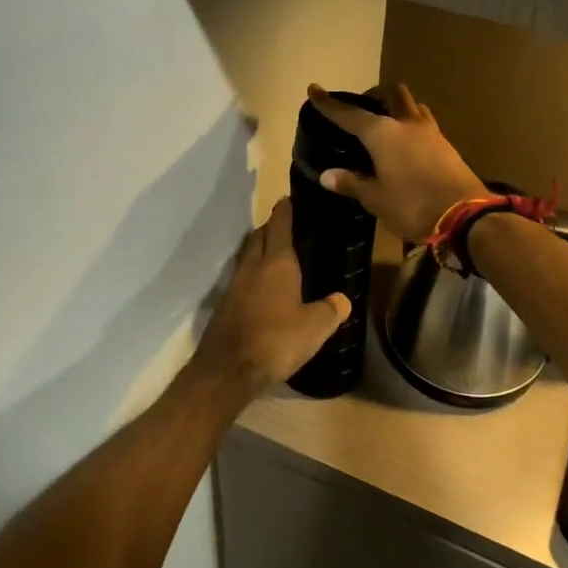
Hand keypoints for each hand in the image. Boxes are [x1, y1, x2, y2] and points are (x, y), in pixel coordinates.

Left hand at [192, 198, 349, 393]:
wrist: (229, 369)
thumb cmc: (277, 339)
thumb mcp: (315, 327)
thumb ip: (331, 310)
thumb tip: (342, 299)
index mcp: (277, 263)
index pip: (279, 226)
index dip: (284, 211)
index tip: (288, 199)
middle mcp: (252, 267)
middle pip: (259, 237)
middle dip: (271, 228)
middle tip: (286, 226)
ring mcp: (235, 285)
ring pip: (247, 256)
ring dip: (259, 249)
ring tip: (275, 254)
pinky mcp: (225, 305)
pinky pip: (241, 278)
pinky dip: (252, 274)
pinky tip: (262, 288)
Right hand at [306, 83, 488, 242]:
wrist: (466, 216)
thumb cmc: (412, 205)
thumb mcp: (376, 199)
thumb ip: (352, 183)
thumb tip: (327, 175)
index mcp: (383, 133)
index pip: (350, 114)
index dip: (330, 104)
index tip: (314, 89)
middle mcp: (406, 124)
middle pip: (392, 93)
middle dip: (375, 94)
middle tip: (363, 108)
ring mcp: (430, 132)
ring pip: (412, 106)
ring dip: (398, 108)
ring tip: (386, 125)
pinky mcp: (446, 146)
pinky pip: (425, 124)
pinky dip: (412, 126)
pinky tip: (407, 145)